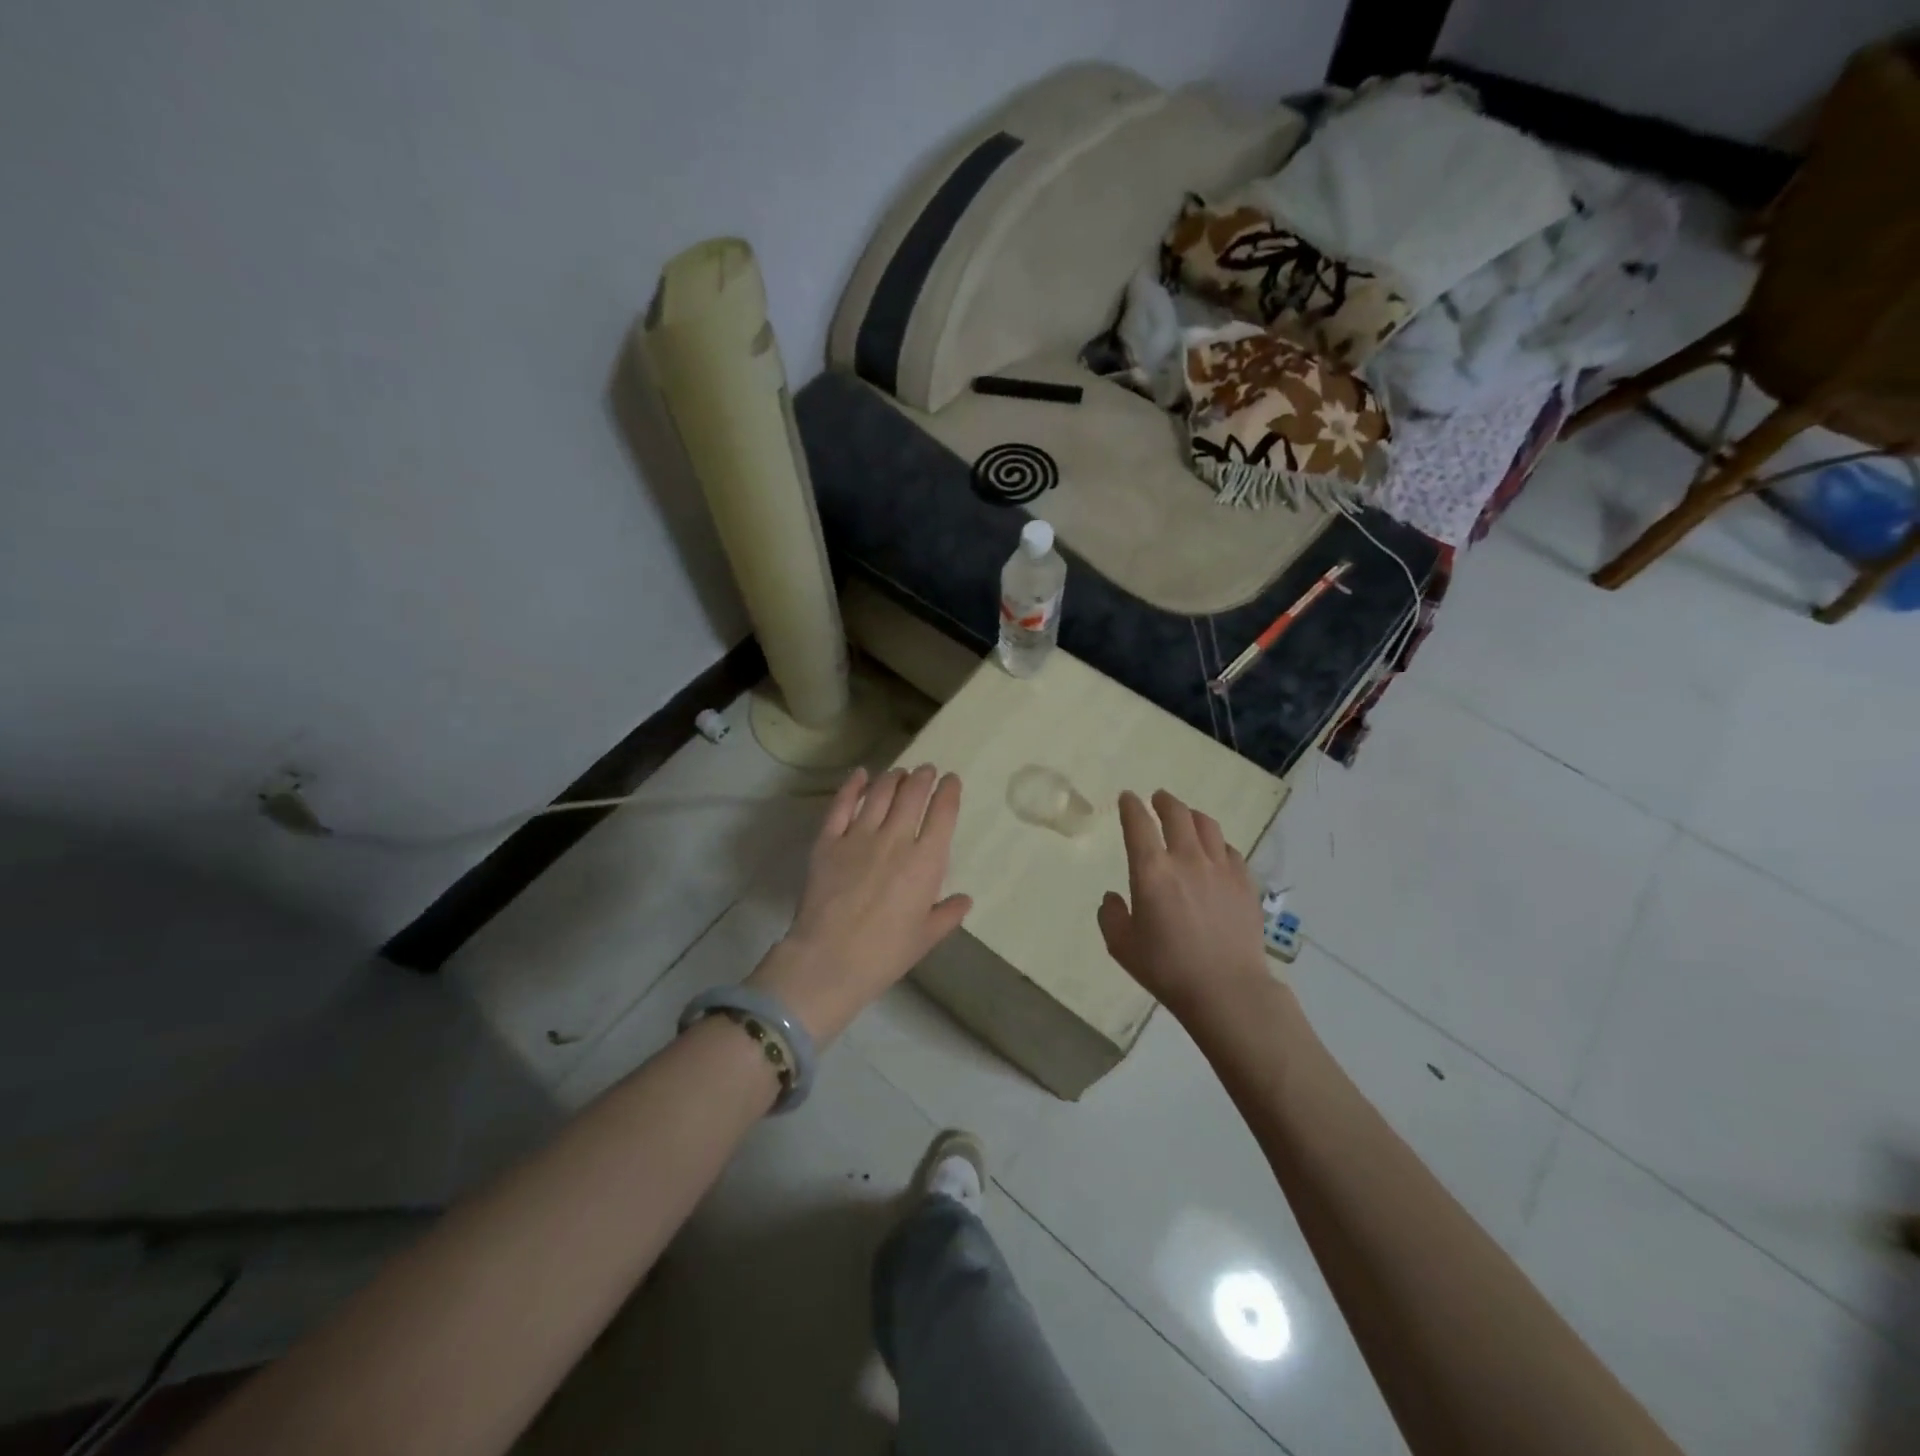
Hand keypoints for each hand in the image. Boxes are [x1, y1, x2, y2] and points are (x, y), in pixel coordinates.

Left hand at [749, 765, 971, 1042]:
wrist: (830, 960)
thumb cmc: (885, 954)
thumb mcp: (926, 938)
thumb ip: (947, 914)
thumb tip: (964, 900)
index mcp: (926, 862)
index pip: (943, 813)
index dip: (949, 791)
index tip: (951, 780)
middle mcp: (896, 839)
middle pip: (912, 794)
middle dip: (923, 777)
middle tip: (926, 771)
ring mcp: (859, 836)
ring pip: (880, 792)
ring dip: (893, 777)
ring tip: (899, 772)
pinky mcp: (828, 840)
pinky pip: (842, 804)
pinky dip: (853, 785)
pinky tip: (860, 775)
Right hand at [1097, 789, 1269, 1023]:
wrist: (1227, 989)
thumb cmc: (1167, 969)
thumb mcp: (1121, 946)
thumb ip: (1110, 915)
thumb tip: (1113, 897)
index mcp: (1152, 871)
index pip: (1139, 824)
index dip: (1131, 806)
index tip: (1128, 797)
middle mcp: (1187, 859)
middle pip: (1177, 814)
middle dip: (1164, 801)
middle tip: (1158, 798)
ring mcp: (1221, 868)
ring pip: (1207, 826)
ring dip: (1192, 815)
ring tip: (1186, 817)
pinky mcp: (1245, 883)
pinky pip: (1230, 850)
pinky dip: (1217, 843)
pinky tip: (1215, 851)